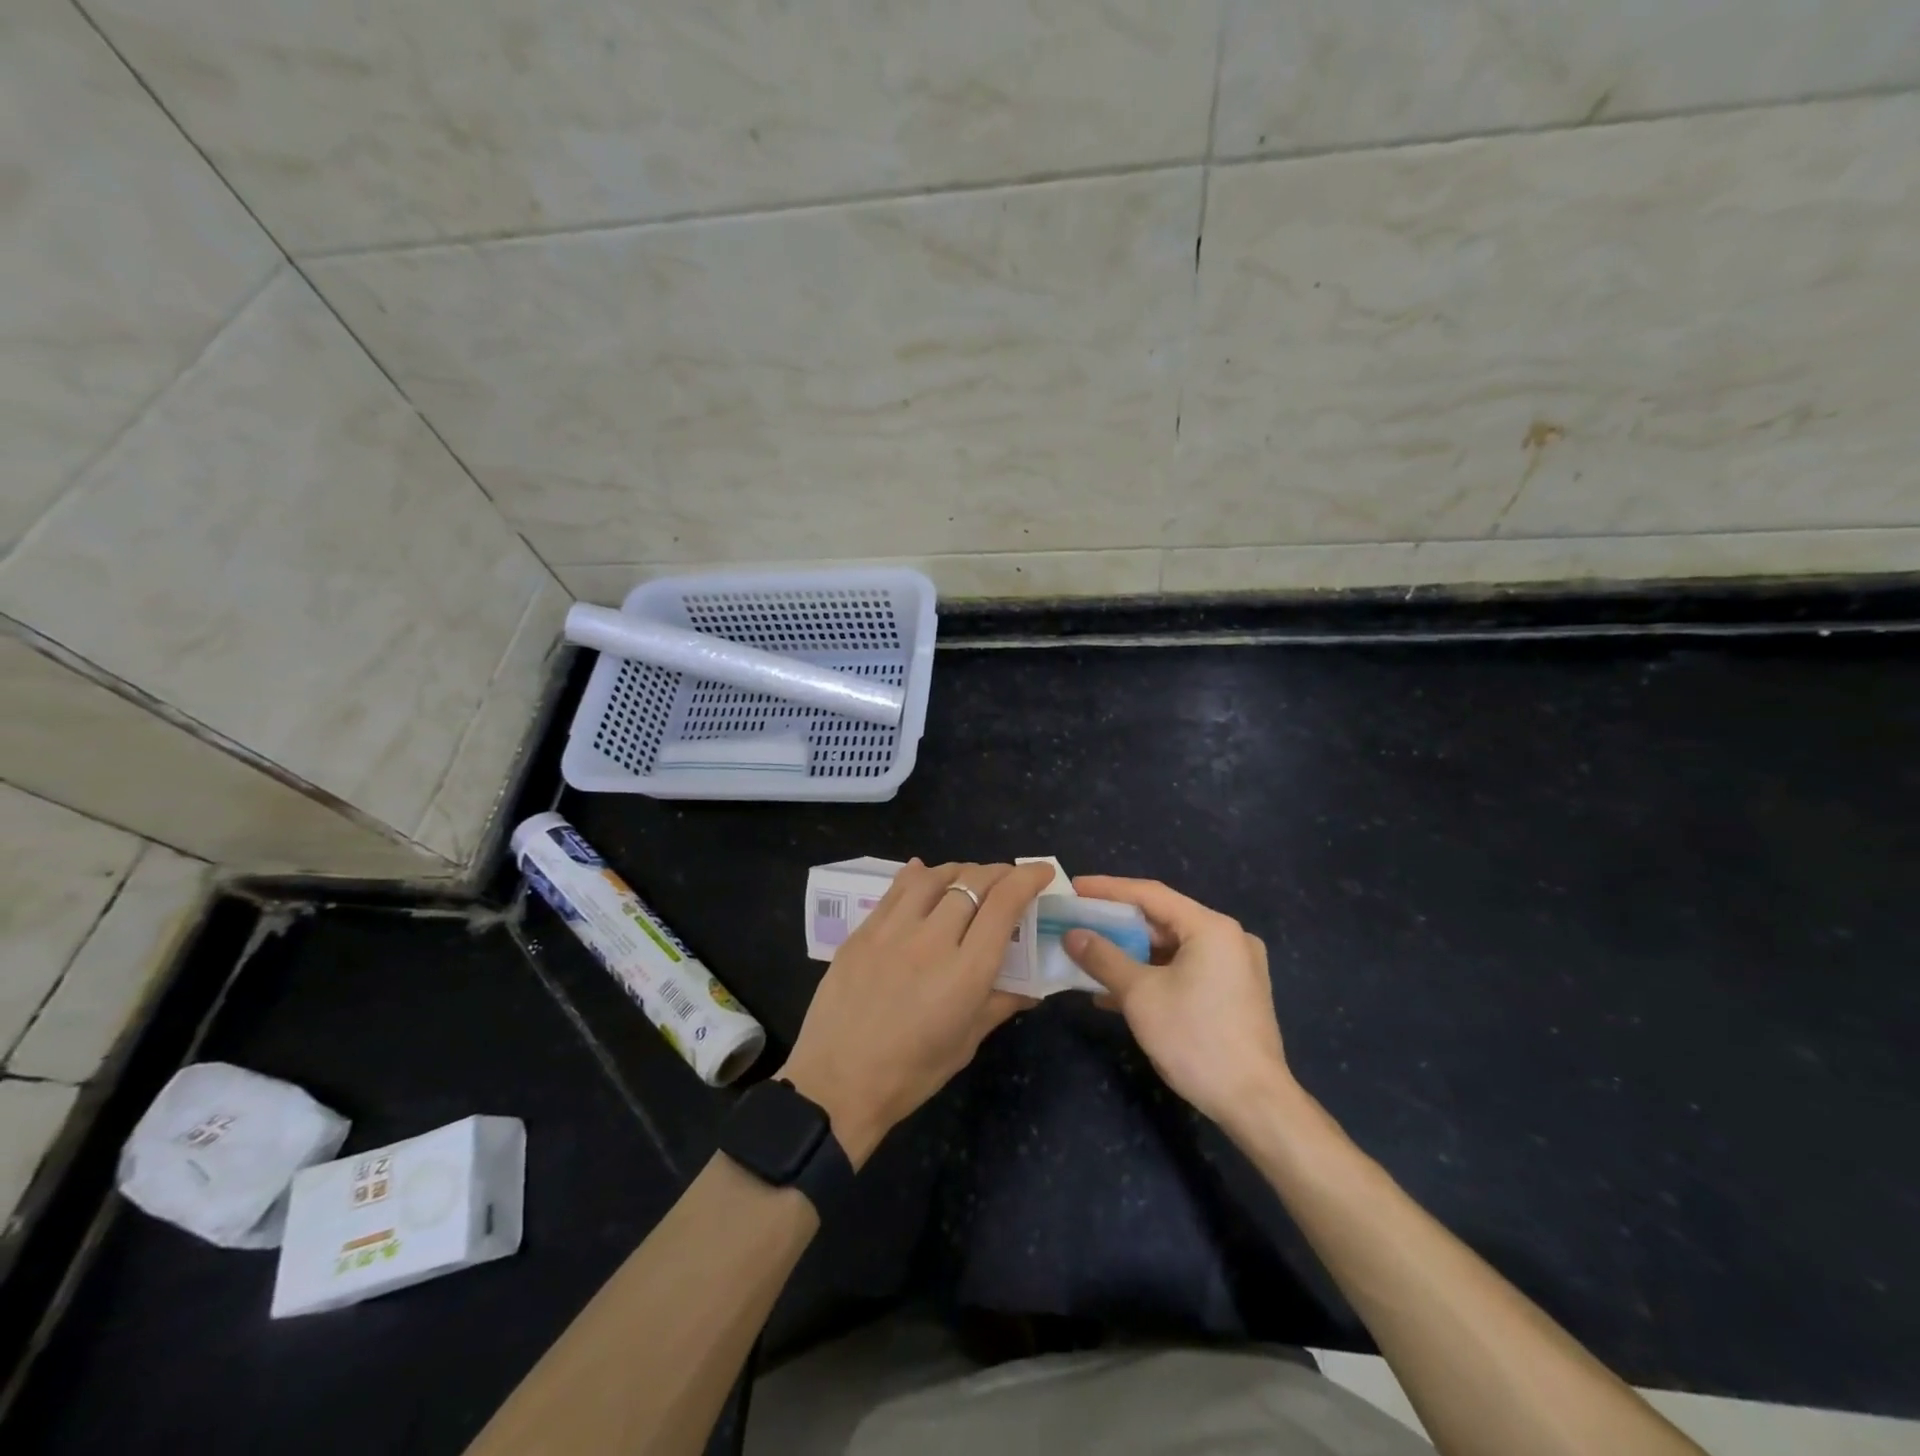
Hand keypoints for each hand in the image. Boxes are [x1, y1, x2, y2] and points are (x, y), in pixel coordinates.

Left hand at [779, 860, 1050, 1167]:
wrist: (836, 1085)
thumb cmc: (910, 1074)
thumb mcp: (965, 1043)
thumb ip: (1000, 1004)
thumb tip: (1032, 986)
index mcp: (964, 972)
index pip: (1003, 905)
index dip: (1027, 880)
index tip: (1042, 872)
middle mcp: (930, 940)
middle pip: (971, 883)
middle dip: (999, 873)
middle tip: (1009, 878)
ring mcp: (891, 931)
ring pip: (933, 877)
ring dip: (959, 870)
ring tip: (969, 876)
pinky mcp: (862, 932)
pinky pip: (895, 889)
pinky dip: (917, 875)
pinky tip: (923, 873)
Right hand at [1064, 876, 1294, 1126]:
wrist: (1255, 1104)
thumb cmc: (1196, 1040)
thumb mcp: (1140, 995)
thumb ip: (1103, 958)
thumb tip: (1072, 935)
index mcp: (1211, 928)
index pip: (1150, 894)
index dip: (1108, 889)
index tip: (1075, 888)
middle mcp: (1229, 938)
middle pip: (1163, 920)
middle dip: (1118, 924)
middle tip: (1079, 922)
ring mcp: (1236, 967)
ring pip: (1173, 948)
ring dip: (1131, 953)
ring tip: (1091, 956)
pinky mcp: (1235, 994)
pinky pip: (1186, 970)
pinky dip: (1153, 974)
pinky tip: (1118, 992)